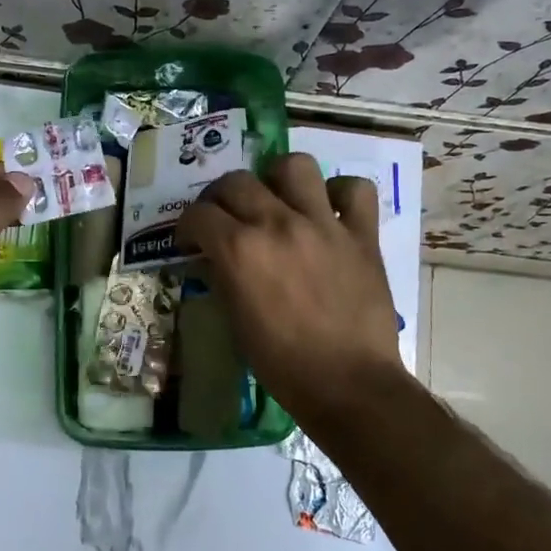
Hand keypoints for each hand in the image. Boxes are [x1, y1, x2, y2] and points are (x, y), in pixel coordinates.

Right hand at [176, 153, 405, 430]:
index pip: (198, 213)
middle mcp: (278, 224)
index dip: (188, 226)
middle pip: (237, 181)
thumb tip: (214, 256)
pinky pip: (355, 190)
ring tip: (277, 200)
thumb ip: (222, 277)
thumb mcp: (236, 322)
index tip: (191, 240)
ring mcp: (323, 224)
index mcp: (240, 250)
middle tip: (225, 218)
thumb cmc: (283, 364)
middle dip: (221, 197)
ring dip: (278, 178)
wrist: (349, 385)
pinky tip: (329, 211)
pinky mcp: (362, 234)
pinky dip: (340, 194)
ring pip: (295, 165)